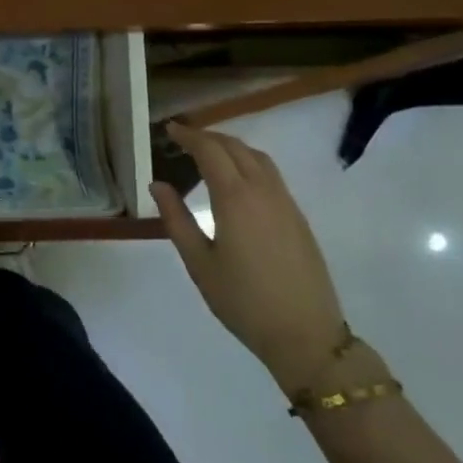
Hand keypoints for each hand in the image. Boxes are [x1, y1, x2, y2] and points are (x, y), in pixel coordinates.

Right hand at [151, 120, 345, 393]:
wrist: (304, 334)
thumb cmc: (242, 300)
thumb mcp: (198, 262)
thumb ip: (176, 219)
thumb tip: (158, 184)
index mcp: (235, 198)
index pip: (210, 151)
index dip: (189, 136)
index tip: (170, 129)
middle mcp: (263, 191)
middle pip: (236, 147)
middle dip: (209, 137)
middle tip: (183, 138)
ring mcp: (286, 202)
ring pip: (258, 158)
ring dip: (231, 147)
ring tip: (208, 152)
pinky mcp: (297, 217)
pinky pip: (271, 174)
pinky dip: (249, 162)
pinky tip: (237, 179)